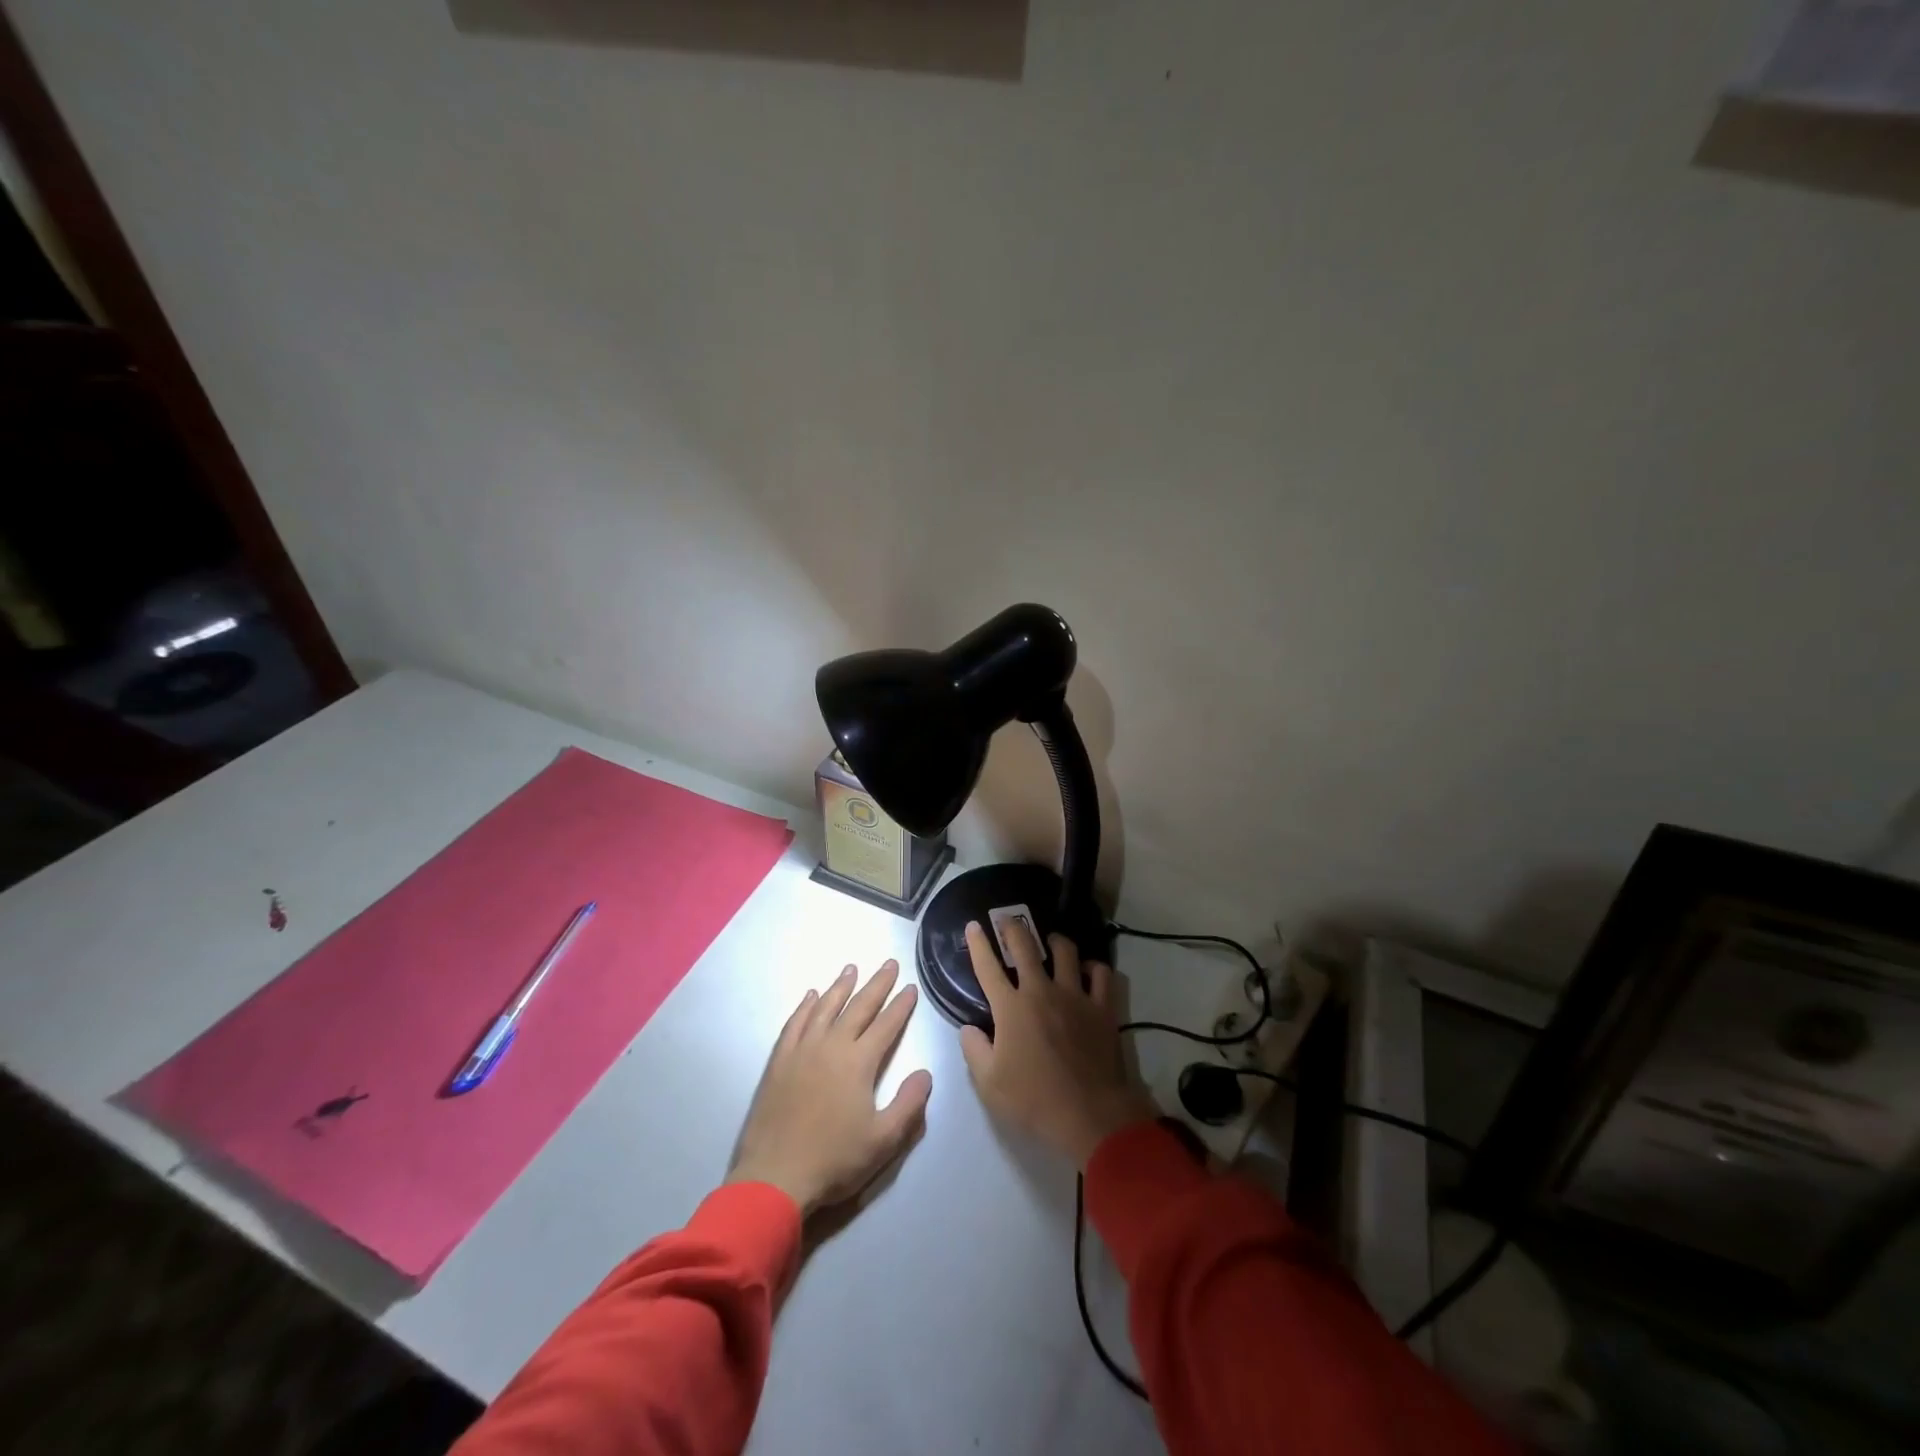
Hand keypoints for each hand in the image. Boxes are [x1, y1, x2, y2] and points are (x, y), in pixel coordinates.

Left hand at [727, 961, 932, 1216]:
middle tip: (889, 963)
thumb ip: (909, 1105)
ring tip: (851, 969)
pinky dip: (804, 1007)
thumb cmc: (834, 1160)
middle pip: (858, 1007)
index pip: (886, 1025)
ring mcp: (801, 1051)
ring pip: (824, 1008)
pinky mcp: (779, 1062)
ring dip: (840, 987)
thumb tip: (925, 1073)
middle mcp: (831, 1046)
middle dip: (877, 984)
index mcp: (859, 1063)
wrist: (774, 1177)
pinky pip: (794, 1024)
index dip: (901, 1006)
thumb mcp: (883, 1141)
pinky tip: (810, 996)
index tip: (911, 987)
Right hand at [959, 919, 1156, 1166]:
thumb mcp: (990, 1084)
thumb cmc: (1033, 1101)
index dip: (978, 943)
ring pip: (1066, 951)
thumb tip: (968, 1029)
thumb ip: (974, 1051)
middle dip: (1013, 927)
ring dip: (1055, 941)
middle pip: (1025, 946)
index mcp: (1010, 1008)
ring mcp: (1074, 996)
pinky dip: (1093, 967)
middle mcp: (1041, 991)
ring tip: (1051, 941)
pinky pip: (1101, 974)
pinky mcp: (1102, 1007)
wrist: (1089, 1114)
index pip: (988, 967)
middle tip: (1008, 919)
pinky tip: (1088, 970)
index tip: (974, 925)